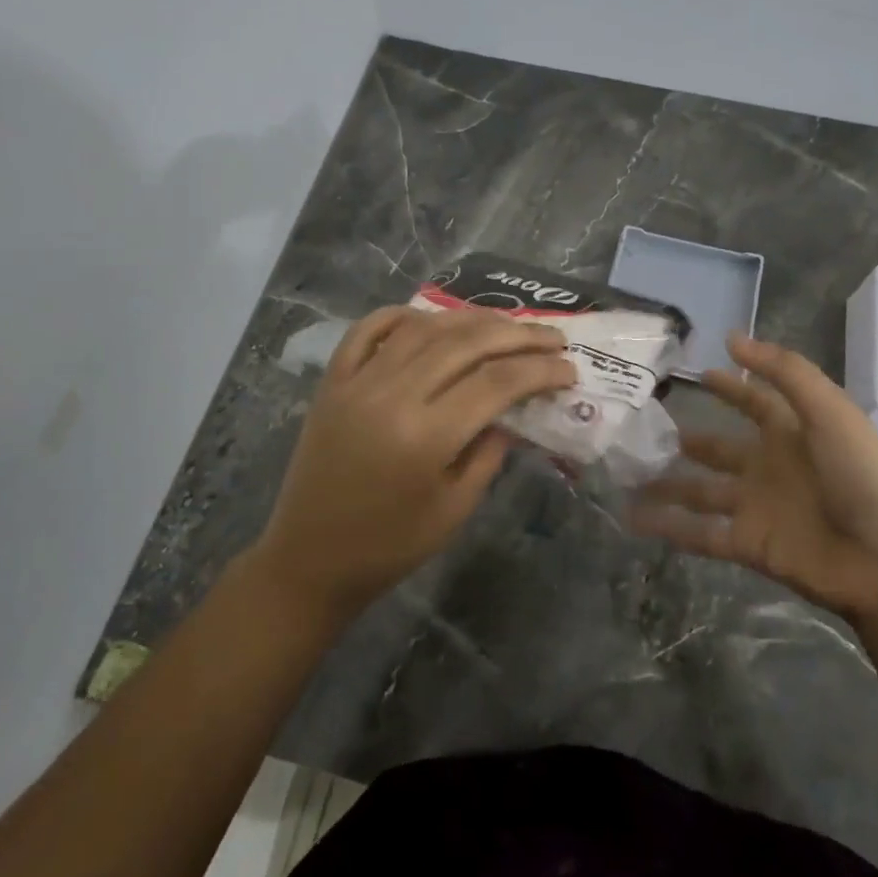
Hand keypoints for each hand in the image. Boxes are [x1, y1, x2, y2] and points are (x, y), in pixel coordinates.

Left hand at [249, 305, 574, 620]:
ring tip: (506, 324)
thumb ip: (489, 452)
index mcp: (425, 436)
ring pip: (423, 328)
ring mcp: (357, 382)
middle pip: (465, 344)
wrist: (308, 560)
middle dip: (517, 335)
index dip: (539, 370)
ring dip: (470, 319)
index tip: (569, 369)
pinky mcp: (333, 381)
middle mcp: (391, 395)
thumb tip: (514, 410)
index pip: (496, 382)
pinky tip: (431, 318)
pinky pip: (368, 330)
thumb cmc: (389, 546)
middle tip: (553, 337)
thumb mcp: (454, 509)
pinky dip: (403, 316)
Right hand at [632, 333, 877, 622]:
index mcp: (792, 434)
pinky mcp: (748, 544)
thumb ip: (784, 372)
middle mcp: (769, 467)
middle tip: (647, 429)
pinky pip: (700, 533)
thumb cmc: (860, 477)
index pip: (755, 402)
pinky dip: (669, 527)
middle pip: (720, 450)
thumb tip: (732, 338)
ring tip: (629, 475)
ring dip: (668, 485)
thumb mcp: (829, 411)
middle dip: (689, 439)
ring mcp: (756, 507)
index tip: (697, 372)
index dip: (730, 387)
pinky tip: (634, 518)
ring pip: (701, 492)